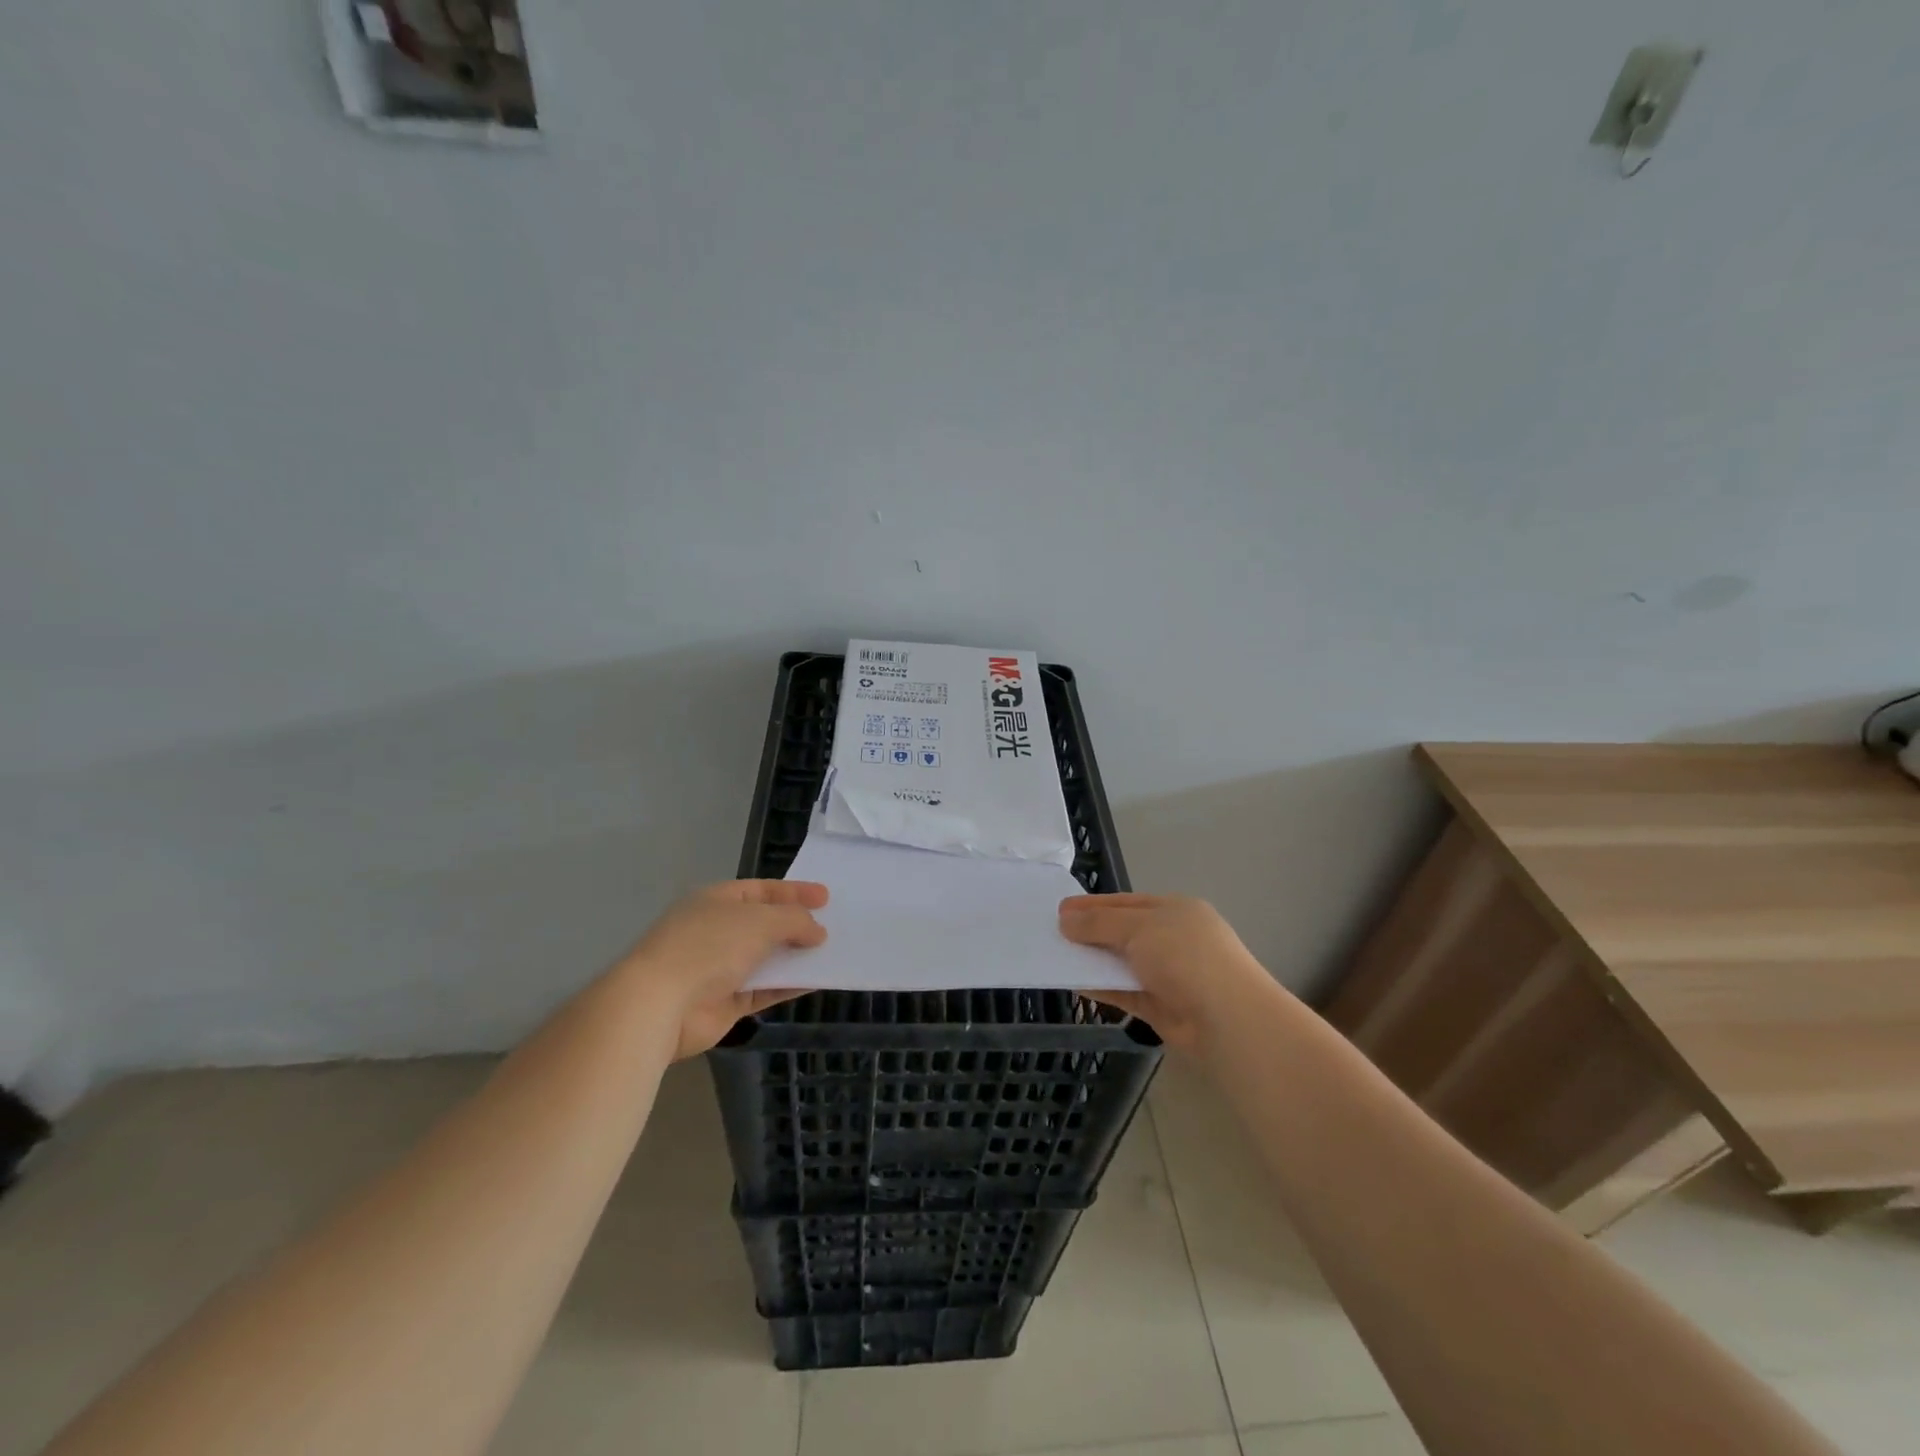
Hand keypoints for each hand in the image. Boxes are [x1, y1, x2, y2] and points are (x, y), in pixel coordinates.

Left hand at [617, 880, 826, 1058]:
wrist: (660, 1005)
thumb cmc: (709, 946)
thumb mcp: (760, 921)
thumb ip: (794, 921)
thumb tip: (817, 931)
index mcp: (716, 901)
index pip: (762, 890)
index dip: (794, 892)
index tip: (826, 897)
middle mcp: (717, 931)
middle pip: (764, 924)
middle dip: (796, 925)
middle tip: (832, 925)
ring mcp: (719, 968)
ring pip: (766, 958)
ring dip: (795, 956)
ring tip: (831, 953)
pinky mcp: (724, 1002)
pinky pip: (764, 989)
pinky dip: (788, 985)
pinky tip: (816, 981)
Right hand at [1058, 893, 1277, 1054]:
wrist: (1227, 1018)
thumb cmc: (1184, 956)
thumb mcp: (1138, 927)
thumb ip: (1098, 923)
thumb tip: (1065, 920)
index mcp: (1175, 910)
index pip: (1126, 902)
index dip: (1093, 905)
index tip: (1060, 909)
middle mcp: (1172, 938)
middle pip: (1123, 931)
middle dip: (1090, 932)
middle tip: (1053, 934)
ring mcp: (1168, 973)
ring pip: (1122, 962)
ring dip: (1094, 960)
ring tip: (1056, 958)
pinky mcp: (1161, 1005)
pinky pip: (1124, 991)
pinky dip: (1102, 987)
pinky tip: (1075, 984)